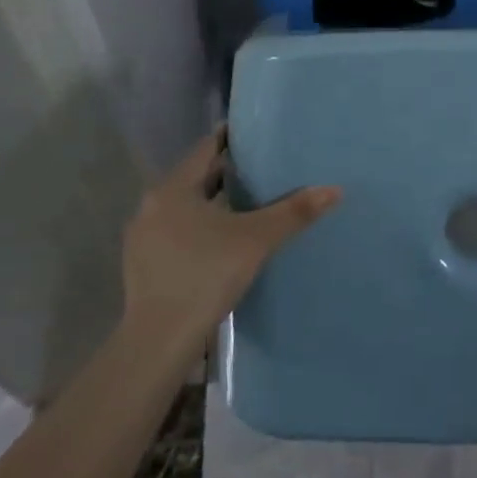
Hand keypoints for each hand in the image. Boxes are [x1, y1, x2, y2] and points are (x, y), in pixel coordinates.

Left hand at [121, 127, 339, 344]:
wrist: (159, 342)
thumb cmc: (206, 276)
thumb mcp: (256, 240)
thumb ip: (293, 212)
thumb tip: (334, 189)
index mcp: (173, 188)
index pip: (206, 148)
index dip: (231, 139)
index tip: (256, 135)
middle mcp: (152, 204)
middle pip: (195, 177)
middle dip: (225, 172)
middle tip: (261, 168)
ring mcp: (142, 237)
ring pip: (184, 207)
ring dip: (211, 202)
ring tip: (245, 203)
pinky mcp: (142, 266)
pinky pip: (175, 232)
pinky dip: (198, 228)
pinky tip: (220, 241)